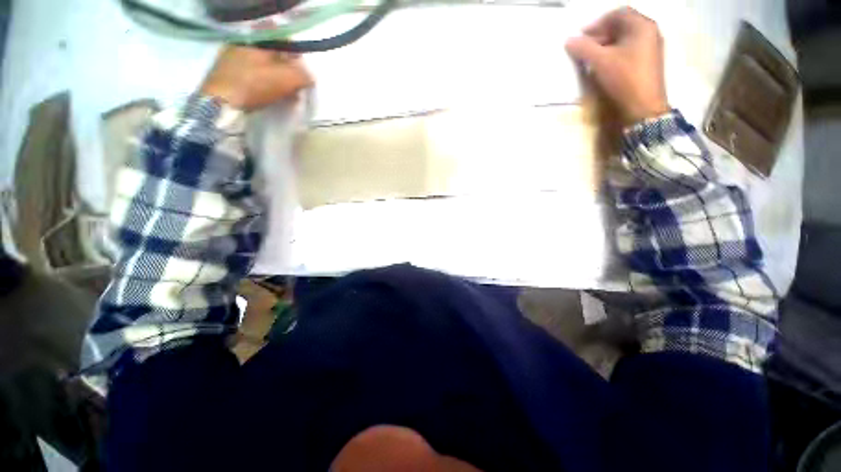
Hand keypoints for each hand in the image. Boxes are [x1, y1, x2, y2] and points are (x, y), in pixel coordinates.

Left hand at [200, 46, 312, 110]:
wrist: (219, 102)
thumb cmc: (254, 85)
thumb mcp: (285, 79)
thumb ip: (302, 75)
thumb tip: (310, 77)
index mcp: (257, 39)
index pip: (283, 40)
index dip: (297, 56)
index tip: (303, 73)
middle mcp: (243, 43)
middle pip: (273, 54)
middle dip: (287, 70)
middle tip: (295, 87)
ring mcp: (232, 57)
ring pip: (263, 65)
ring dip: (277, 78)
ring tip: (285, 95)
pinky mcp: (226, 73)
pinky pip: (252, 74)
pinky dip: (264, 83)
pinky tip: (269, 95)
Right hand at [565, 7, 668, 124]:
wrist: (643, 107)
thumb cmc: (625, 79)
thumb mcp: (601, 62)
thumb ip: (584, 49)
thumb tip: (569, 41)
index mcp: (642, 26)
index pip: (618, 13)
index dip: (598, 23)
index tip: (582, 36)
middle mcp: (650, 32)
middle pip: (623, 25)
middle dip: (602, 33)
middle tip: (585, 47)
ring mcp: (651, 47)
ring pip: (625, 38)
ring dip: (607, 44)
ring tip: (592, 57)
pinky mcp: (648, 62)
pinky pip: (629, 49)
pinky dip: (615, 52)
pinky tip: (605, 64)